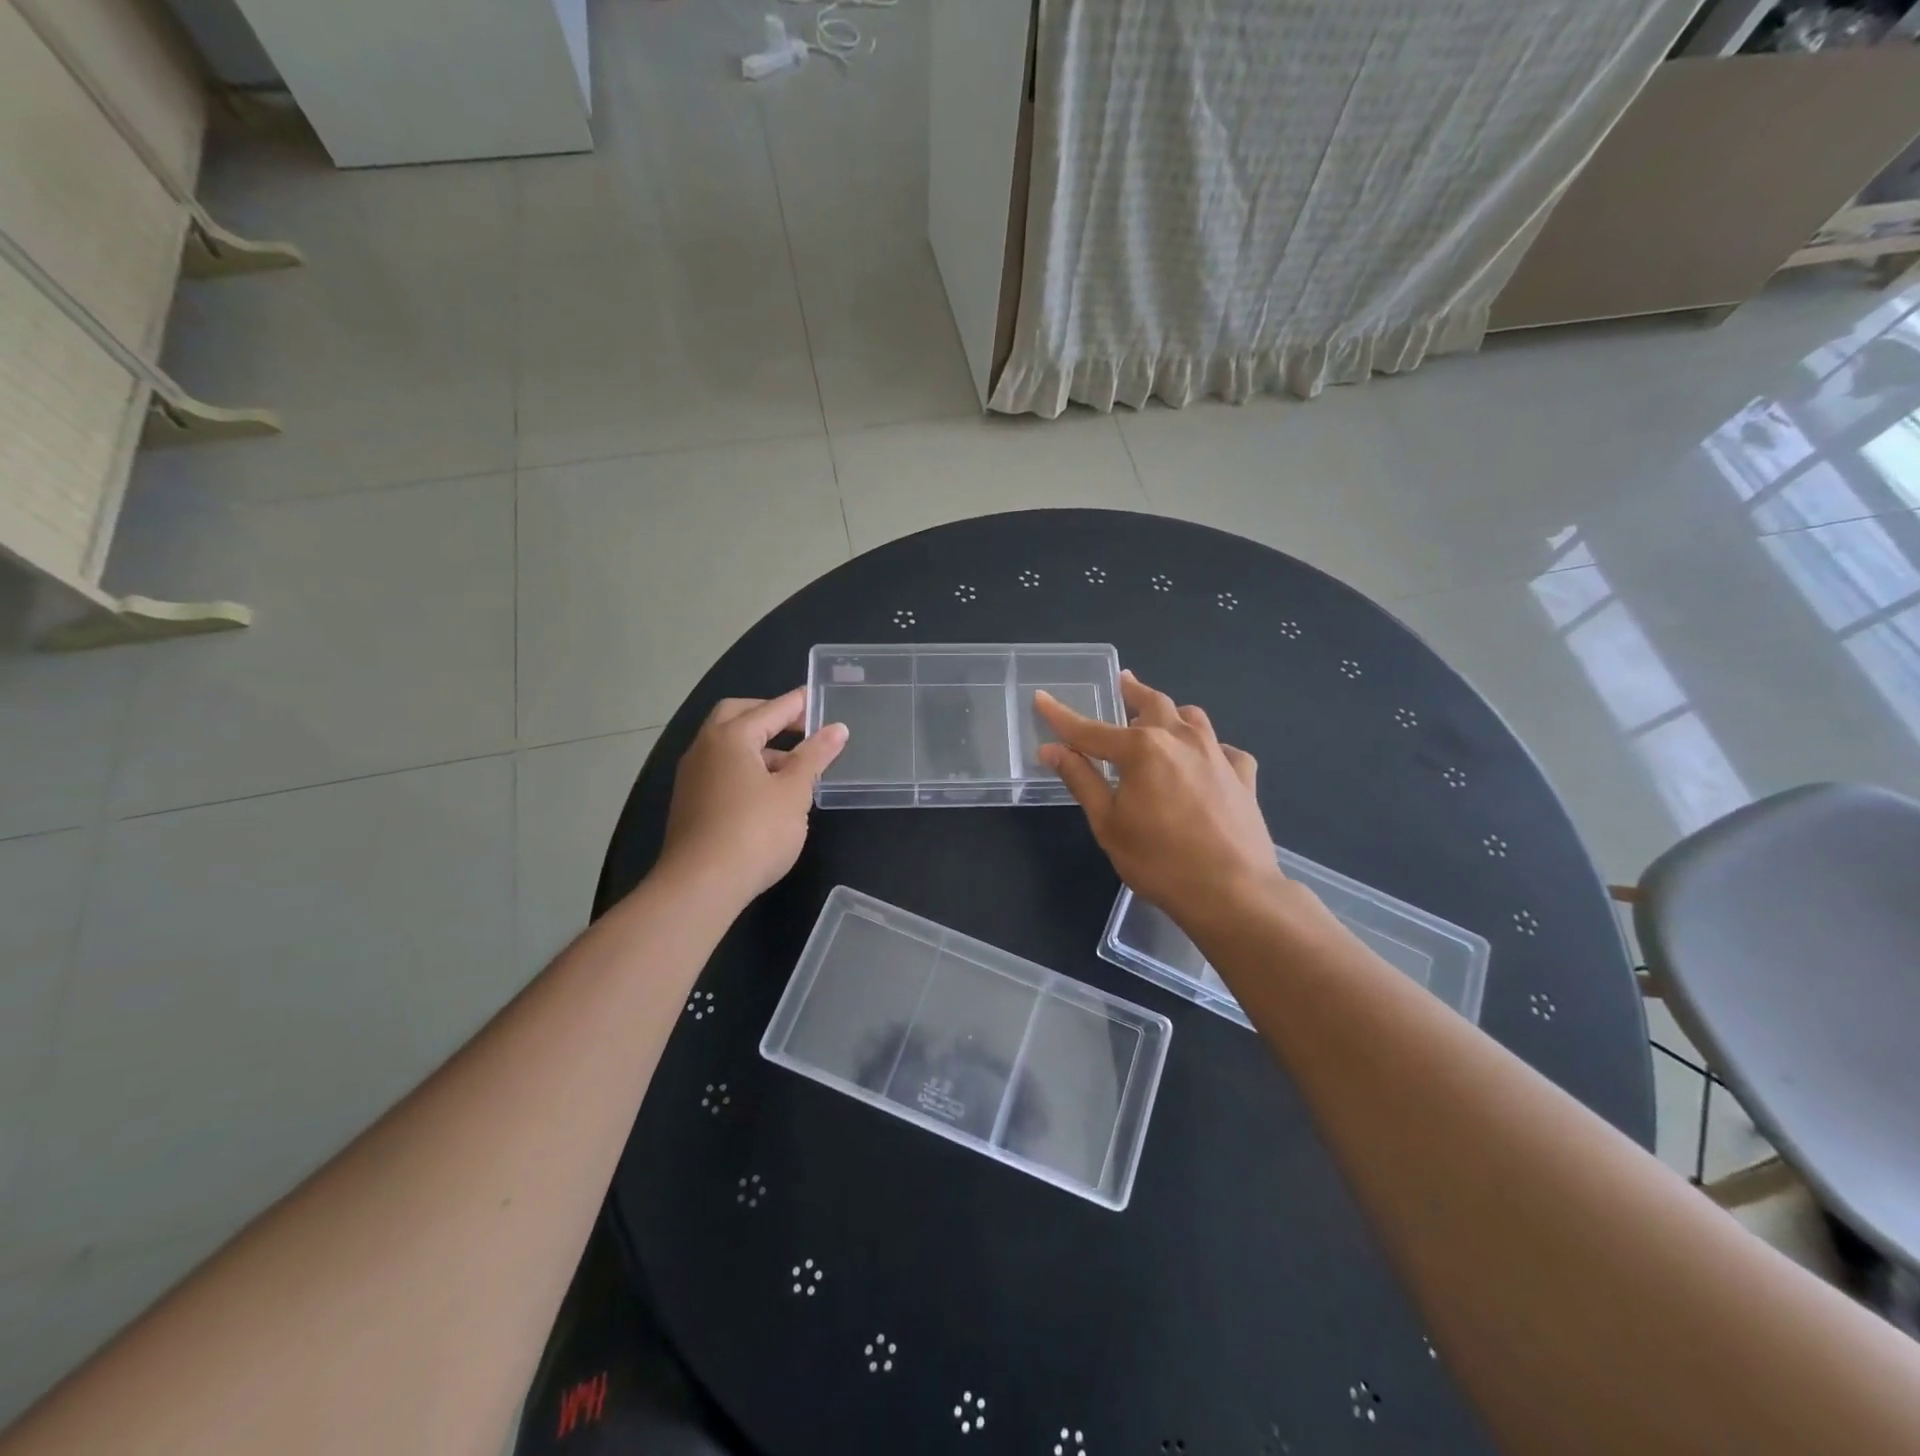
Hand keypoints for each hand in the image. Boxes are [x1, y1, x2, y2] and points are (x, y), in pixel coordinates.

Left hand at [658, 689, 847, 905]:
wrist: (700, 886)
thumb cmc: (755, 832)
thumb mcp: (794, 792)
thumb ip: (814, 756)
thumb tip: (837, 729)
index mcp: (730, 737)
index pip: (771, 709)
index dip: (798, 704)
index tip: (820, 698)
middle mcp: (705, 748)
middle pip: (738, 716)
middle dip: (770, 716)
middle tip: (801, 727)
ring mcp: (693, 776)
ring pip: (727, 745)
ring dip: (759, 745)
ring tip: (793, 765)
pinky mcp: (690, 802)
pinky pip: (721, 769)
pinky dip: (746, 767)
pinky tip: (768, 791)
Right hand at [1036, 671, 1281, 931]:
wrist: (1233, 891)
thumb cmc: (1159, 860)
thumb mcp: (1108, 823)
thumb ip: (1081, 780)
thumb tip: (1052, 749)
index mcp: (1141, 748)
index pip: (1091, 729)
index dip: (1062, 716)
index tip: (1042, 699)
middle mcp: (1181, 739)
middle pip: (1152, 704)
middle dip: (1132, 691)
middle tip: (1123, 681)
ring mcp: (1218, 754)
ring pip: (1192, 718)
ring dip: (1172, 713)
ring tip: (1161, 716)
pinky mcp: (1243, 777)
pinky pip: (1225, 749)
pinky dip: (1210, 747)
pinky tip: (1206, 760)